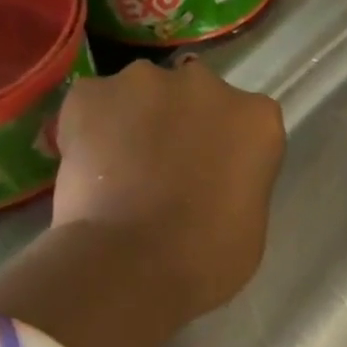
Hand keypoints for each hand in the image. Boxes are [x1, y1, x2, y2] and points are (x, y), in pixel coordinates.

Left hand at [51, 58, 284, 318]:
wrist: (133, 265)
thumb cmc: (210, 258)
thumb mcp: (250, 221)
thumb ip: (238, 182)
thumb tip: (213, 179)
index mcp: (257, 119)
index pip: (249, 122)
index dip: (229, 149)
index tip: (217, 176)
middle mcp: (205, 85)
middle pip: (197, 96)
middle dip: (186, 125)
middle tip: (170, 172)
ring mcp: (144, 82)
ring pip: (143, 96)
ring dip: (139, 122)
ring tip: (125, 172)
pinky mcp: (90, 93)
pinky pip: (95, 106)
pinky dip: (93, 129)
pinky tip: (92, 169)